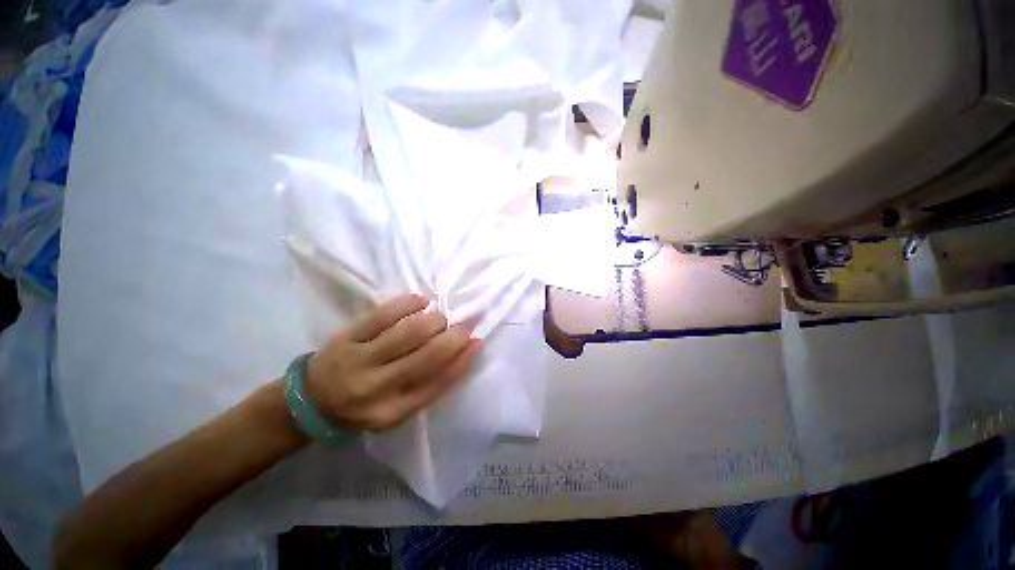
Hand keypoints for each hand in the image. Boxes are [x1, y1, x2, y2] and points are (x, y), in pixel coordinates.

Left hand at [306, 294, 480, 431]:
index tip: (476, 339)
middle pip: (429, 355)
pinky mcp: (347, 337)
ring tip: (438, 319)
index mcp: (394, 410)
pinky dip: (409, 303)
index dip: (463, 358)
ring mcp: (359, 360)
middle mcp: (377, 388)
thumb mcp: (401, 407)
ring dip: (434, 320)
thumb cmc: (366, 405)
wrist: (312, 400)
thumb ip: (435, 382)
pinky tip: (421, 302)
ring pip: (409, 332)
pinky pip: (383, 314)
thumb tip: (469, 347)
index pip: (440, 382)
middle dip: (454, 335)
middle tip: (462, 325)